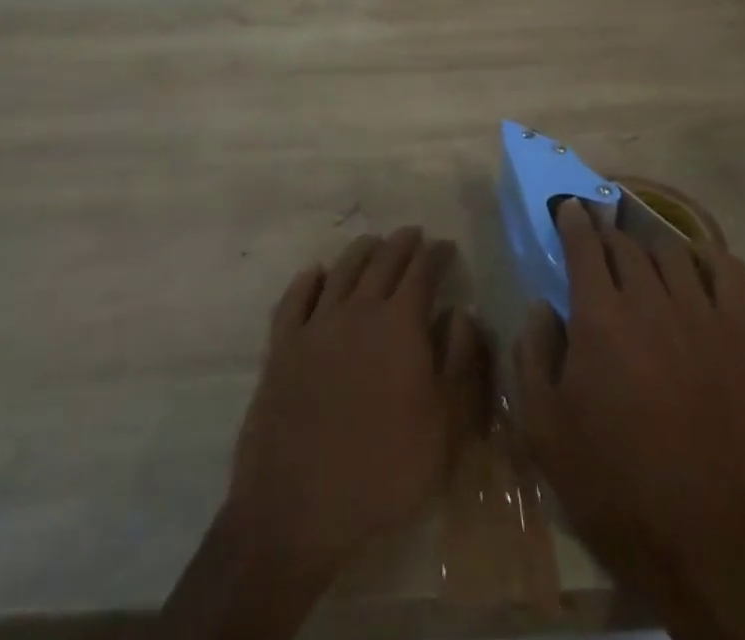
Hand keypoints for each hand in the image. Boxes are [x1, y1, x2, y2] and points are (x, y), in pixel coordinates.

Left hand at [227, 226, 482, 576]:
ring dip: (362, 251)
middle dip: (402, 244)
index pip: (422, 272)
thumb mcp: (445, 427)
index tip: (446, 246)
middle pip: (383, 262)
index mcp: (400, 324)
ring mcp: (316, 326)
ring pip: (342, 271)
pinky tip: (316, 274)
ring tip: (373, 243)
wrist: (298, 509)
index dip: (436, 254)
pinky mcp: (282, 348)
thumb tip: (462, 313)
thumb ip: (459, 362)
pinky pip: (295, 299)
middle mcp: (358, 311)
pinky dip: (309, 279)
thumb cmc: (384, 472)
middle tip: (414, 235)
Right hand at [513, 200, 744, 597]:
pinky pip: (728, 274)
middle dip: (607, 235)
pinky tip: (697, 266)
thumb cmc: (612, 483)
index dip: (574, 220)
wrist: (704, 538)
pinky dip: (709, 258)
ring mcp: (700, 315)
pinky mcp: (737, 338)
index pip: (584, 245)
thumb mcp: (544, 428)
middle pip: (627, 244)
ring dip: (650, 245)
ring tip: (643, 255)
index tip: (569, 207)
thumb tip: (540, 306)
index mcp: (599, 317)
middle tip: (599, 241)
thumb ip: (532, 354)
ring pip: (673, 251)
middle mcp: (649, 300)